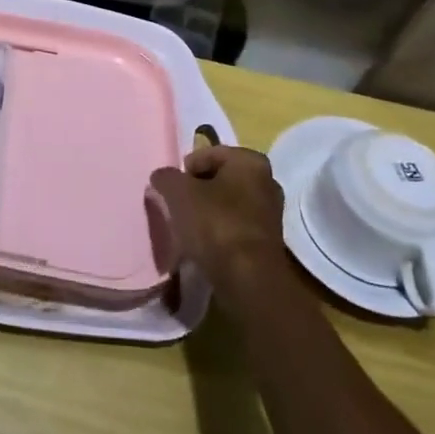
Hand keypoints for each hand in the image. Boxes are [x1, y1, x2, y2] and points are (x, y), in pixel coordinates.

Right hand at [148, 146, 291, 293]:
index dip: (186, 170)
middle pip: (220, 179)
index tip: (173, 189)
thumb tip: (163, 178)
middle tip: (179, 206)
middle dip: (198, 190)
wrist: (247, 279)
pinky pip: (236, 227)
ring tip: (189, 228)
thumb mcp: (177, 191)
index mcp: (250, 161)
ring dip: (208, 212)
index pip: (208, 154)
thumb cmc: (214, 223)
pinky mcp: (268, 242)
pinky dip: (220, 232)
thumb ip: (166, 177)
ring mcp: (271, 214)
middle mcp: (267, 181)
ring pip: (228, 204)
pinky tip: (205, 245)